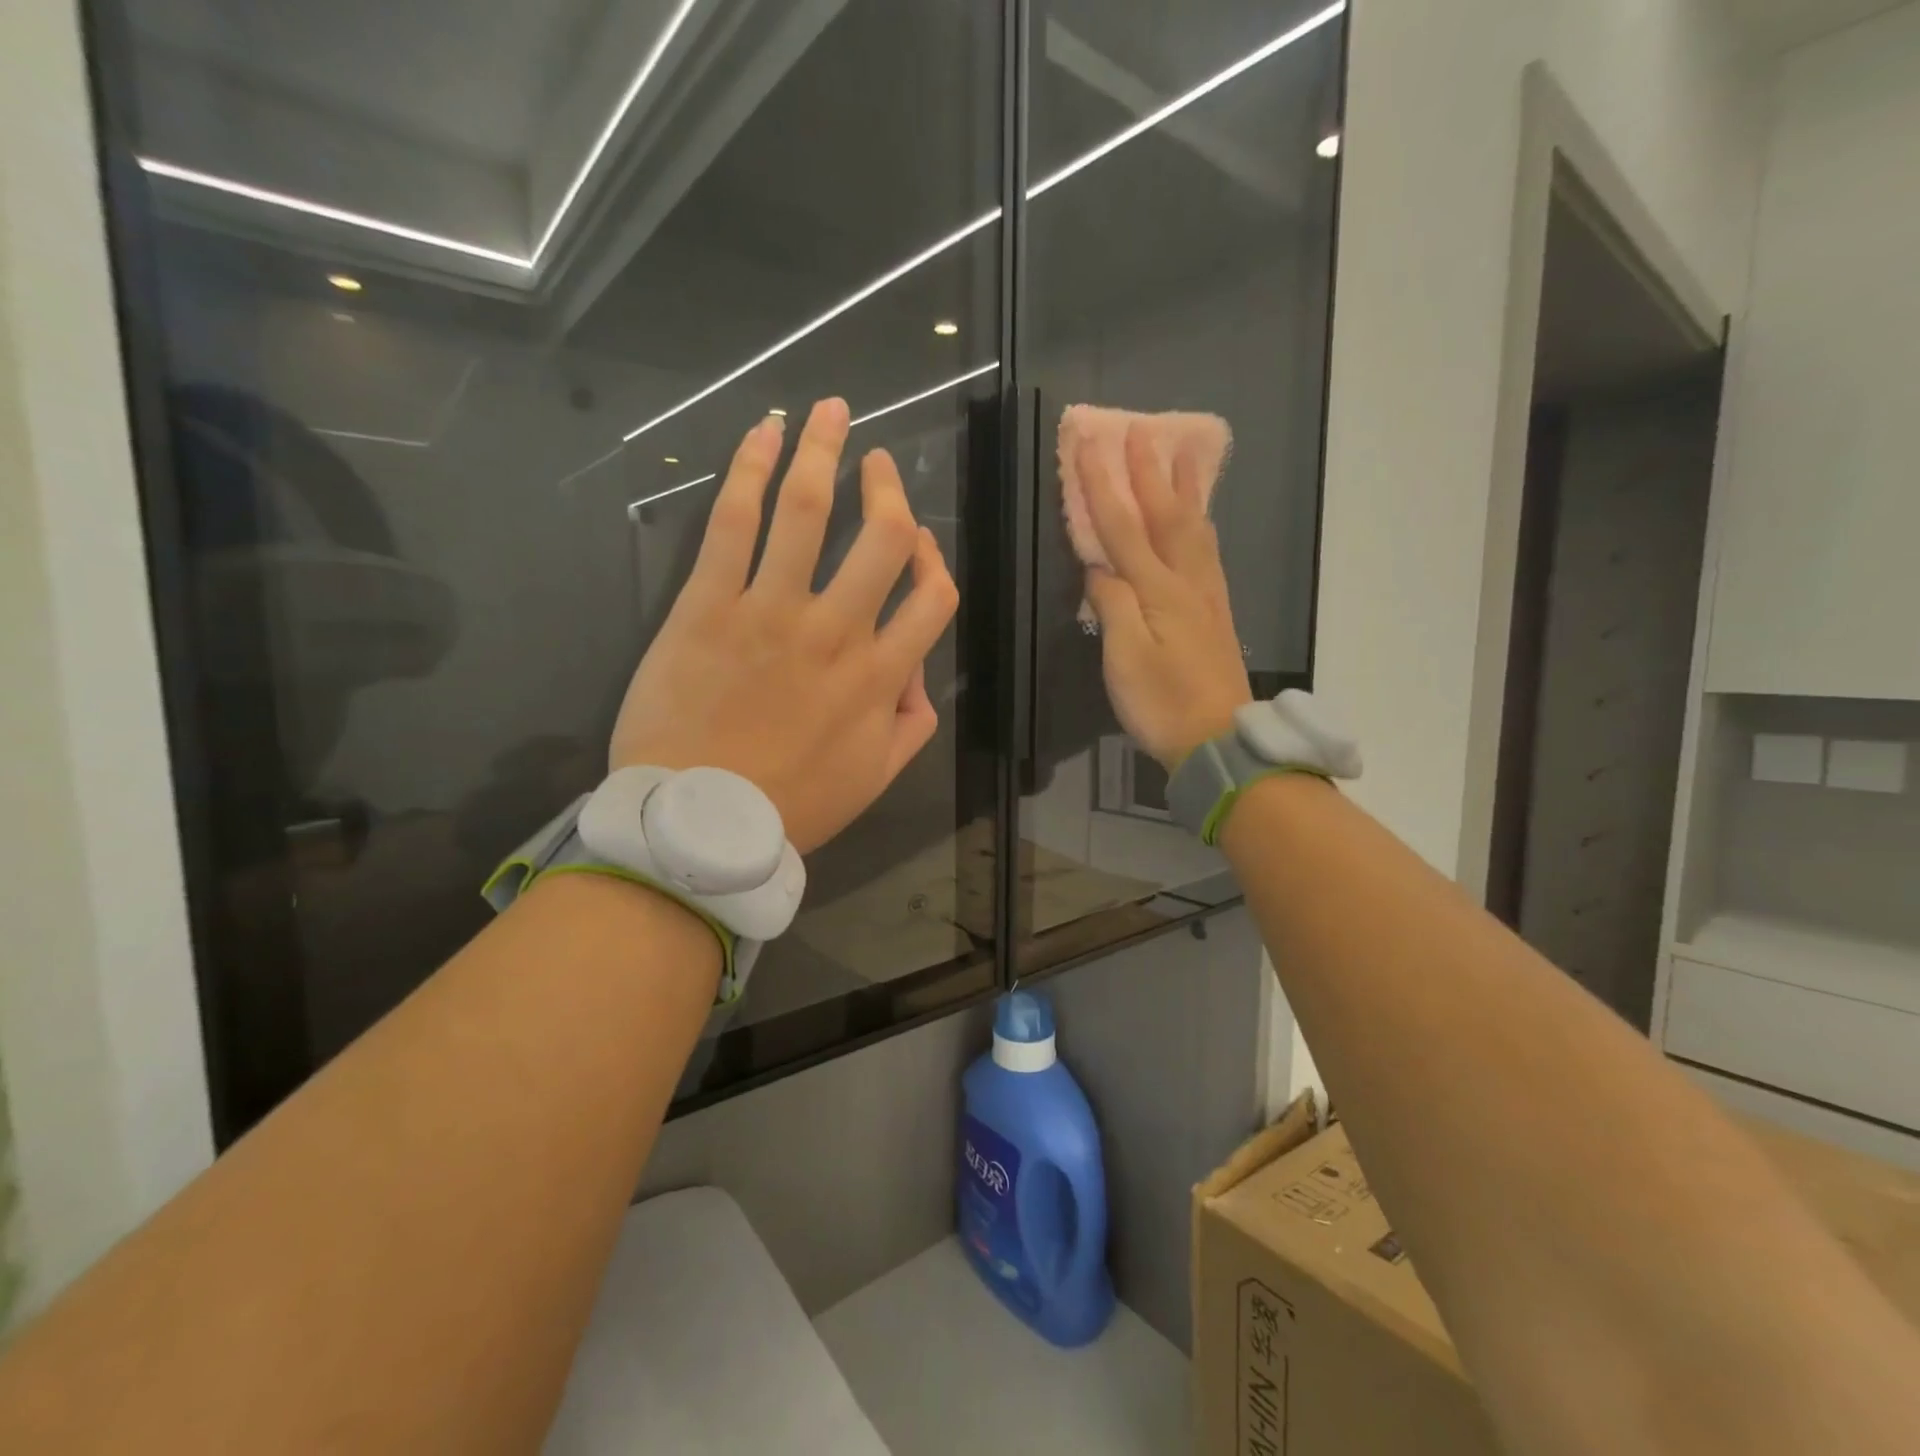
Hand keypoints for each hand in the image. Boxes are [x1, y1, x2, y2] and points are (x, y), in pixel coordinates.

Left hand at [610, 398, 957, 853]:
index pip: (934, 598)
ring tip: (830, 410)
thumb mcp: (875, 780)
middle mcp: (837, 632)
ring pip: (808, 511)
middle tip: (879, 462)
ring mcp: (771, 612)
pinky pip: (734, 523)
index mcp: (880, 677)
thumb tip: (917, 677)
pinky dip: (749, 469)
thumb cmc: (790, 807)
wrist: (698, 825)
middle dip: (888, 489)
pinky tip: (762, 431)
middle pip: (882, 538)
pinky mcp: (708, 605)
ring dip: (825, 450)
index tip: (918, 544)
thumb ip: (911, 725)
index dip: (935, 561)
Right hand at [1079, 423, 1252, 768]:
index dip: (1103, 483)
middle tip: (1140, 430)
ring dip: (1183, 488)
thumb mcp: (1124, 658)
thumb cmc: (1162, 704)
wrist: (1218, 742)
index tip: (1090, 441)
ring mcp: (1207, 596)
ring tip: (1180, 455)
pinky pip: (1206, 551)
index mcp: (1159, 590)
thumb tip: (1101, 567)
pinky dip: (1199, 523)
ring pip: (1194, 529)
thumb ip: (1112, 605)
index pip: (1122, 526)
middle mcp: (1187, 582)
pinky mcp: (1216, 613)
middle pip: (1166, 516)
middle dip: (1147, 471)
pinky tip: (1198, 520)